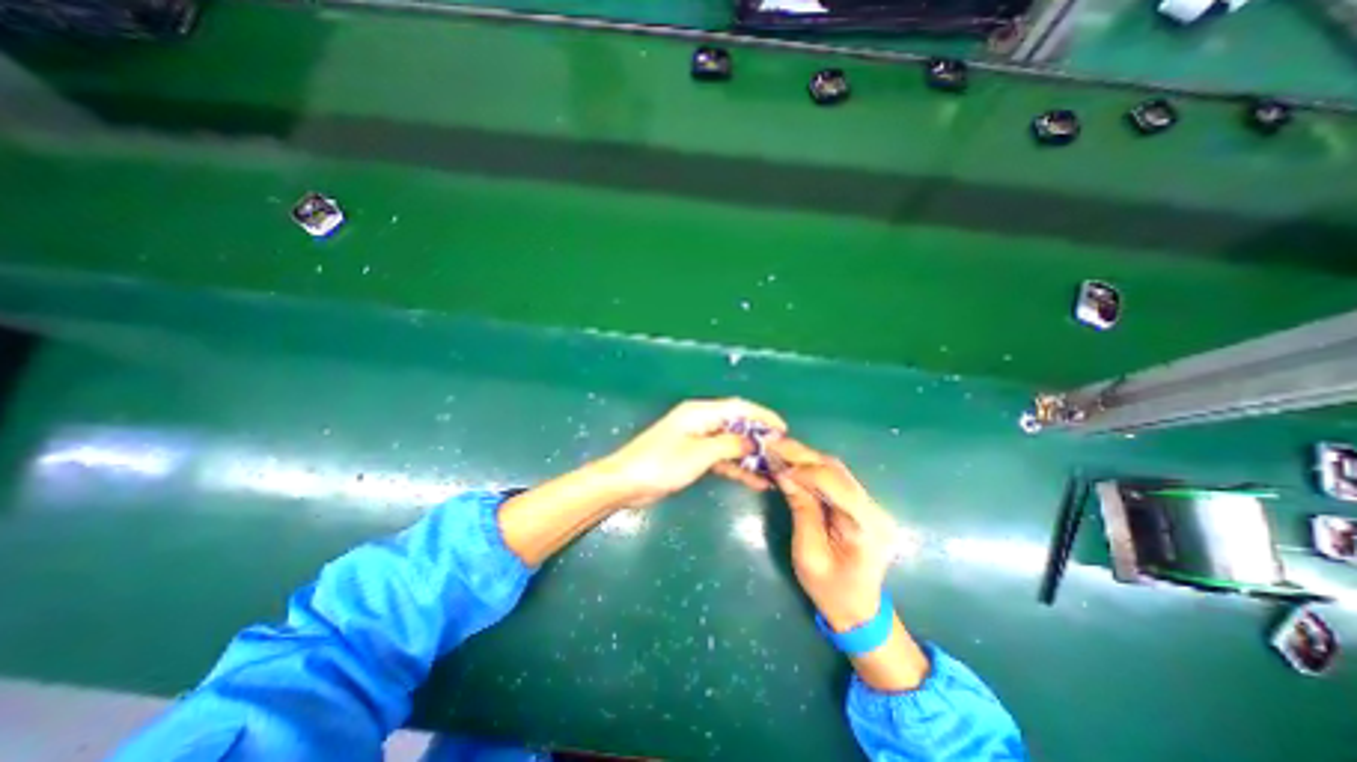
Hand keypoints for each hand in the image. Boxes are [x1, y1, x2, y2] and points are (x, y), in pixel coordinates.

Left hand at [601, 400, 784, 506]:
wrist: (627, 482)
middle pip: (737, 425)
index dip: (763, 416)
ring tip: (773, 470)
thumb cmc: (662, 463)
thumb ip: (729, 445)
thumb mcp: (700, 453)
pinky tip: (754, 481)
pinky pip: (721, 458)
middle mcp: (700, 421)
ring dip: (750, 456)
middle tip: (782, 453)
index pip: (739, 408)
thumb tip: (753, 443)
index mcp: (700, 412)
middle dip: (759, 438)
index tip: (783, 430)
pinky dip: (736, 468)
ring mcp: (696, 440)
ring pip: (730, 444)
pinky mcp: (692, 457)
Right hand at [769, 439, 897, 631]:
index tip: (776, 464)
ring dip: (806, 458)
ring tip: (778, 451)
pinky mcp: (863, 504)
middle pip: (837, 470)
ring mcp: (872, 505)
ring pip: (836, 469)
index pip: (834, 483)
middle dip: (802, 455)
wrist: (860, 610)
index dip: (804, 469)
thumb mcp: (808, 554)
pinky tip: (794, 465)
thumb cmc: (830, 590)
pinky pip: (836, 478)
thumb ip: (801, 510)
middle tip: (772, 444)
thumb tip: (784, 473)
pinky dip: (812, 469)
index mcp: (866, 527)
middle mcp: (874, 509)